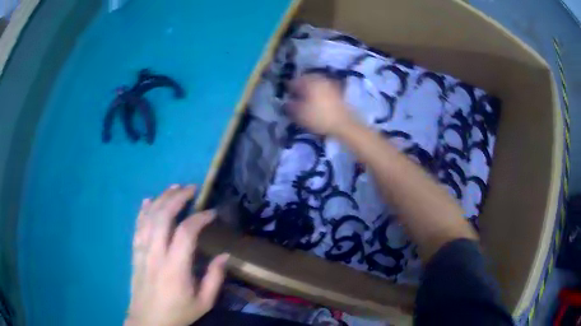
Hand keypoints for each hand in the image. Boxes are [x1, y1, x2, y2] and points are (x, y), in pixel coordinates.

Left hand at [125, 185, 228, 325]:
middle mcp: (156, 254)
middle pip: (163, 216)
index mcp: (175, 267)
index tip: (211, 213)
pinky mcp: (135, 254)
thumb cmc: (178, 313)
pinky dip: (142, 211)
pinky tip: (148, 201)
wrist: (148, 321)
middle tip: (191, 189)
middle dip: (177, 198)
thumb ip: (215, 278)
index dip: (199, 218)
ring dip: (161, 199)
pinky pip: (137, 227)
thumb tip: (225, 255)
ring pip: (148, 218)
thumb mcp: (204, 302)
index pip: (186, 232)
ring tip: (173, 188)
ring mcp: (142, 252)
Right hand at [287, 74, 354, 136]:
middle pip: (305, 80)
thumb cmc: (319, 117)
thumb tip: (286, 102)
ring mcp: (329, 83)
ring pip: (314, 83)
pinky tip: (317, 102)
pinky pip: (323, 88)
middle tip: (296, 98)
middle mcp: (319, 78)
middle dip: (299, 88)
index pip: (293, 82)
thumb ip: (289, 106)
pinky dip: (318, 93)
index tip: (287, 98)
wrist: (343, 123)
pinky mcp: (336, 90)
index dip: (288, 90)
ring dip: (309, 90)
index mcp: (308, 81)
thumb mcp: (299, 114)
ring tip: (306, 100)